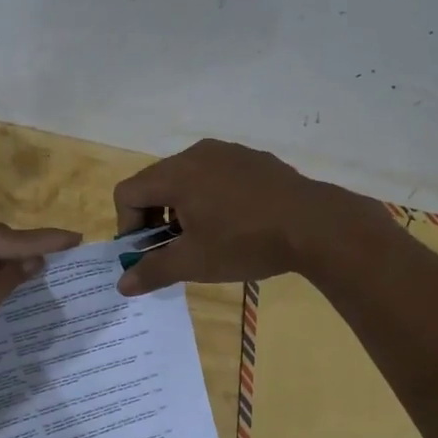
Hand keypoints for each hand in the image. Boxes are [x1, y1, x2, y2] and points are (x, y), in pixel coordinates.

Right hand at [111, 139, 384, 295]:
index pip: (128, 192)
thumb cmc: (245, 242)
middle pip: (156, 182)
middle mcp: (196, 153)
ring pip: (187, 178)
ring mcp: (228, 152)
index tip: (147, 252)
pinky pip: (216, 174)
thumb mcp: (195, 262)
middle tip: (174, 249)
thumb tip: (122, 285)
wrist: (315, 224)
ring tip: (205, 237)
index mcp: (176, 174)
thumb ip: (153, 271)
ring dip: (183, 208)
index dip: (128, 226)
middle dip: (155, 218)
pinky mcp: (253, 158)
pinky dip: (210, 197)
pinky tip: (235, 223)